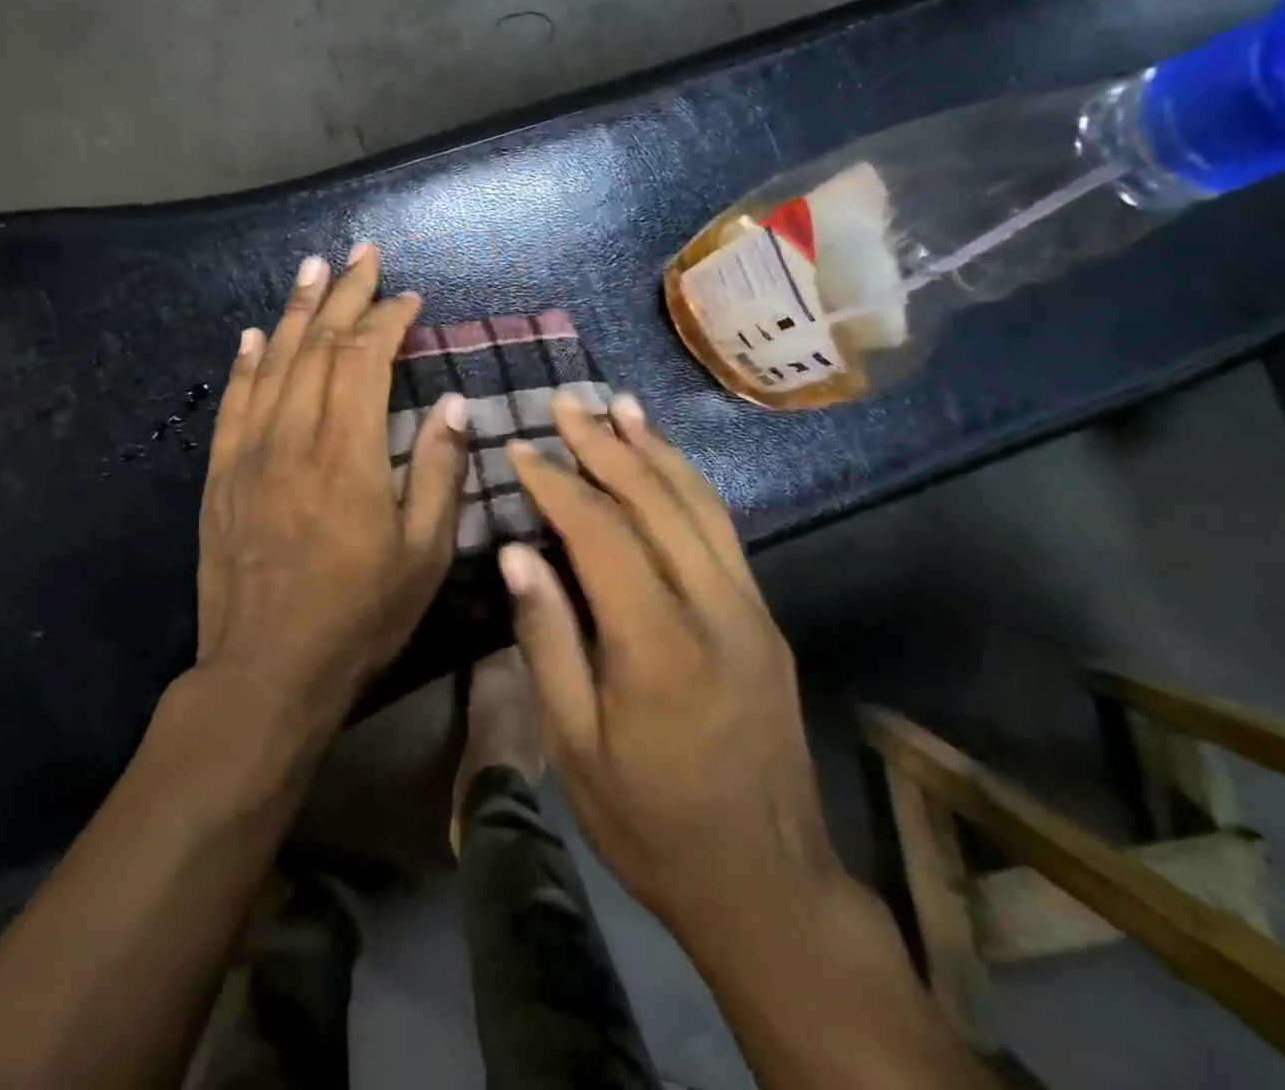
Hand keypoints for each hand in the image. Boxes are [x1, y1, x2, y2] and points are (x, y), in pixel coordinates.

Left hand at [196, 243, 467, 727]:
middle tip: (361, 252)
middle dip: (343, 294)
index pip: (366, 360)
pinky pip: (232, 403)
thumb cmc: (360, 616)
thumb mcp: (424, 554)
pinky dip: (246, 363)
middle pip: (317, 345)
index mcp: (348, 453)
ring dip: (295, 310)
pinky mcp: (221, 476)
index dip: (388, 320)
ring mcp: (250, 454)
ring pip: (272, 363)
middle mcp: (294, 437)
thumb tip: (451, 403)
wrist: (267, 671)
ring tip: (311, 268)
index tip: (409, 298)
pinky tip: (254, 334)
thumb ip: (440, 472)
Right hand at [499, 392, 834, 939]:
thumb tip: (518, 554)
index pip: (601, 534)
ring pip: (700, 504)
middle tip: (567, 402)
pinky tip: (665, 464)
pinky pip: (723, 531)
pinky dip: (689, 484)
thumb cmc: (651, 824)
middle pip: (656, 501)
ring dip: (655, 449)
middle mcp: (714, 609)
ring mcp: (750, 608)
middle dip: (605, 445)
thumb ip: (548, 641)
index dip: (557, 485)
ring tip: (620, 406)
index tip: (521, 450)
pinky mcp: (765, 618)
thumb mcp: (575, 749)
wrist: (767, 882)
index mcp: (658, 646)